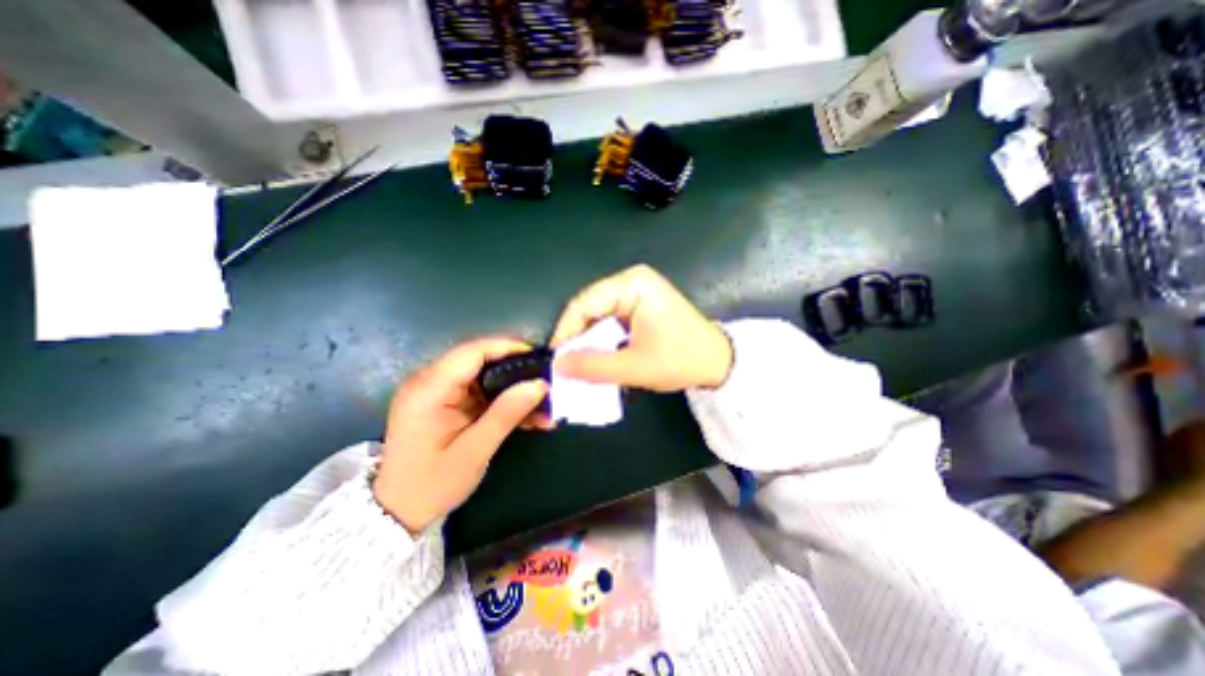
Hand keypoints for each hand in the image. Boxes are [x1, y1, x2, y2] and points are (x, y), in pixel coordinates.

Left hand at [372, 337, 549, 531]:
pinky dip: (501, 400)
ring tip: (541, 405)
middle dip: (515, 370)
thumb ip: (506, 413)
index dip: (507, 348)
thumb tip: (539, 384)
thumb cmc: (432, 485)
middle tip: (545, 382)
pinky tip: (525, 415)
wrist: (396, 513)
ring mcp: (435, 392)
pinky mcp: (443, 402)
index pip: (472, 352)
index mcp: (428, 390)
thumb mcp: (474, 451)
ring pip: (483, 376)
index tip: (538, 358)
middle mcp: (428, 382)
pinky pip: (478, 392)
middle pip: (479, 360)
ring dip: (512, 388)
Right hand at [551, 260, 734, 389]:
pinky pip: (610, 319)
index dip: (566, 331)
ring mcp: (637, 292)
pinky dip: (602, 339)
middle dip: (577, 337)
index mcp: (633, 284)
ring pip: (598, 315)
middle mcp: (632, 281)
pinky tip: (598, 356)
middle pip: (590, 307)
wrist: (718, 362)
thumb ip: (593, 366)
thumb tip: (558, 365)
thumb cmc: (681, 360)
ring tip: (579, 363)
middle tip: (566, 364)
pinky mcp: (639, 305)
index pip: (585, 303)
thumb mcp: (634, 366)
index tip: (556, 358)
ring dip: (589, 340)